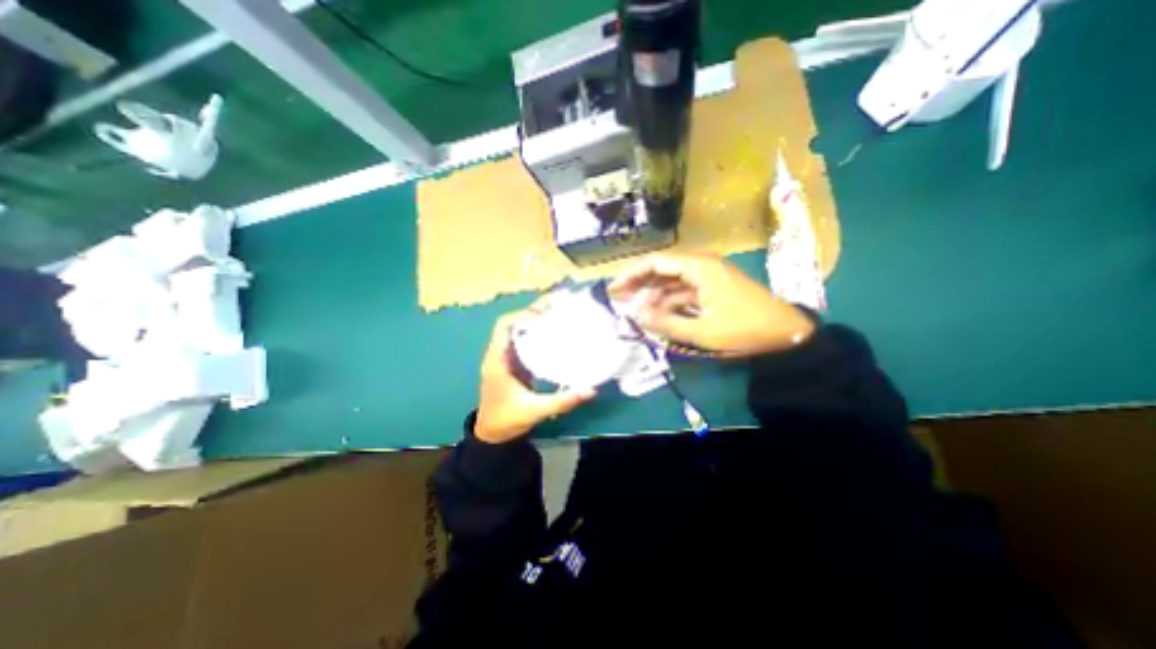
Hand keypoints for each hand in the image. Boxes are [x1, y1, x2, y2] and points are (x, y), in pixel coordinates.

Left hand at [473, 306, 594, 444]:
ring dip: (535, 322)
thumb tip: (590, 390)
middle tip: (558, 308)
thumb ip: (562, 401)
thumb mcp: (535, 411)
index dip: (523, 315)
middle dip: (533, 313)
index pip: (504, 326)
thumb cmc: (507, 421)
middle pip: (513, 324)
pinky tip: (554, 336)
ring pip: (518, 331)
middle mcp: (499, 354)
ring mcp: (505, 358)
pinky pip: (523, 342)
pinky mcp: (513, 364)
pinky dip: (536, 335)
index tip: (545, 316)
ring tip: (558, 316)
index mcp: (497, 360)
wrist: (492, 434)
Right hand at [609, 255, 816, 358]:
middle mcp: (700, 266)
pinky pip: (682, 292)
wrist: (785, 332)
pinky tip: (657, 315)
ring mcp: (706, 277)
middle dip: (638, 284)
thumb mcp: (702, 331)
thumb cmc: (744, 329)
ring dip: (652, 295)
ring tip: (634, 310)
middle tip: (618, 299)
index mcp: (698, 267)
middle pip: (660, 269)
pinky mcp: (711, 289)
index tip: (614, 290)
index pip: (655, 262)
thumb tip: (637, 315)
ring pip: (670, 281)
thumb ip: (666, 322)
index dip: (631, 275)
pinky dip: (668, 302)